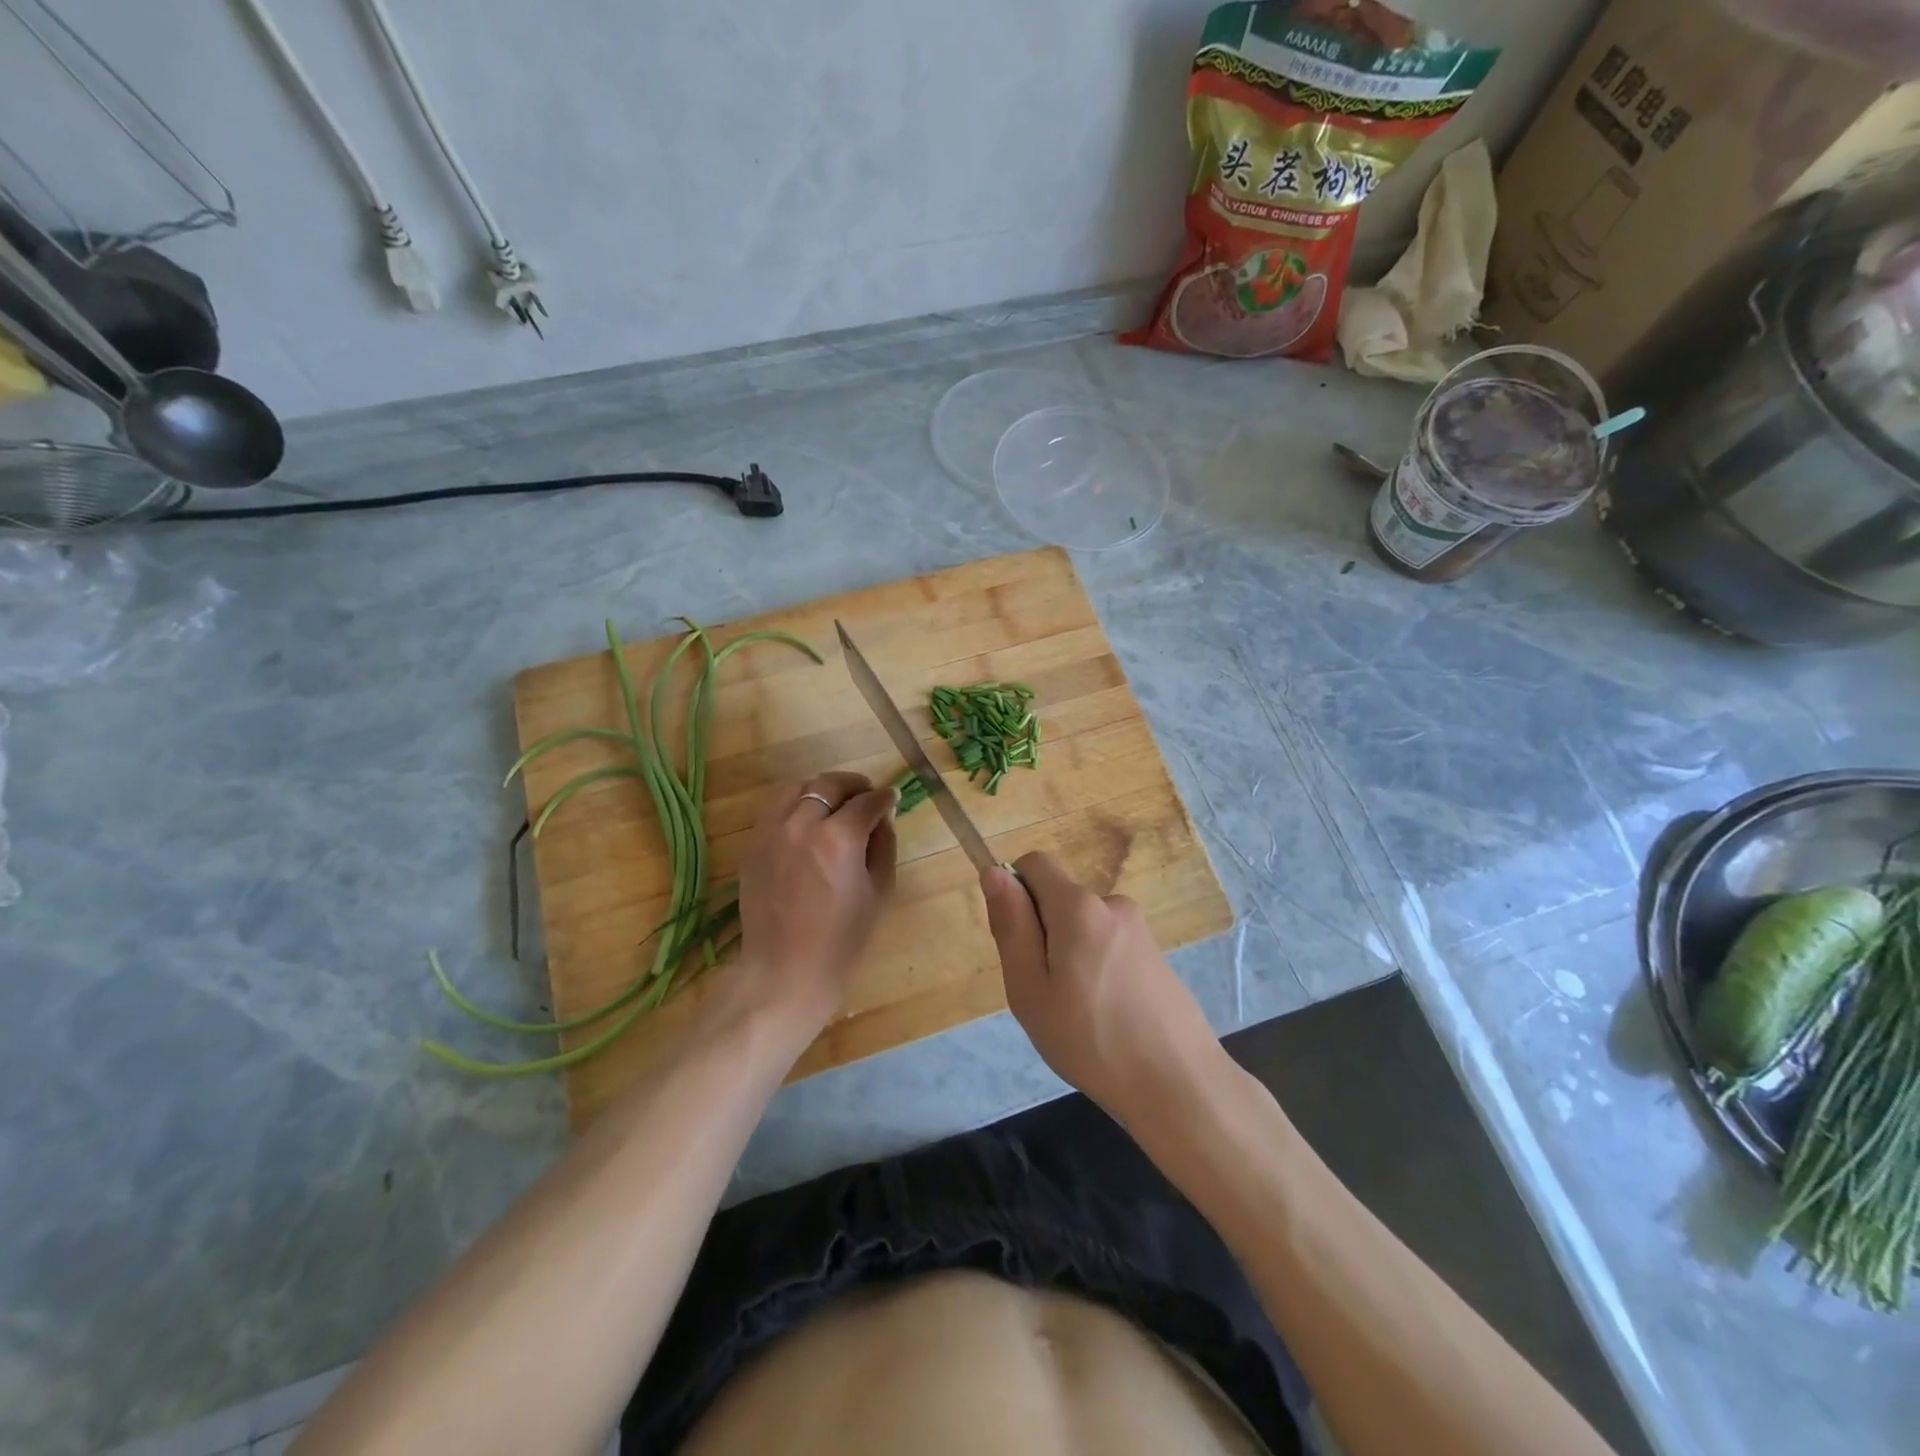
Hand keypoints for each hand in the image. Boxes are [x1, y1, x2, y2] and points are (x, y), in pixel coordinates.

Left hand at [733, 771, 897, 1033]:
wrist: (787, 971)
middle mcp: (802, 824)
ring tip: (834, 803)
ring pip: (797, 788)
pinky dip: (794, 805)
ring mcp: (771, 832)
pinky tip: (807, 821)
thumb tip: (883, 816)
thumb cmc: (843, 939)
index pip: (867, 801)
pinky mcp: (753, 846)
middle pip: (829, 784)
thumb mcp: (879, 890)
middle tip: (867, 795)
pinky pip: (775, 809)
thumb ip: (884, 844)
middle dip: (854, 785)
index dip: (885, 797)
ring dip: (821, 789)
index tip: (893, 799)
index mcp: (840, 837)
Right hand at [982, 852, 1223, 1122]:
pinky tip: (1105, 1015)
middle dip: (1042, 932)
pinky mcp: (1155, 954)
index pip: (1036, 862)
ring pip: (1083, 925)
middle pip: (1059, 897)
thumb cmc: (1090, 1039)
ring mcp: (1139, 929)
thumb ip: (1011, 925)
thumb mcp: (1030, 988)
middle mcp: (1112, 904)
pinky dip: (1096, 967)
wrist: (1178, 1084)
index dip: (1016, 891)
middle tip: (1044, 991)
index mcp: (1079, 906)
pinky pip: (1108, 944)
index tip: (1018, 942)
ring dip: (1069, 953)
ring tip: (1076, 1011)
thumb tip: (995, 872)